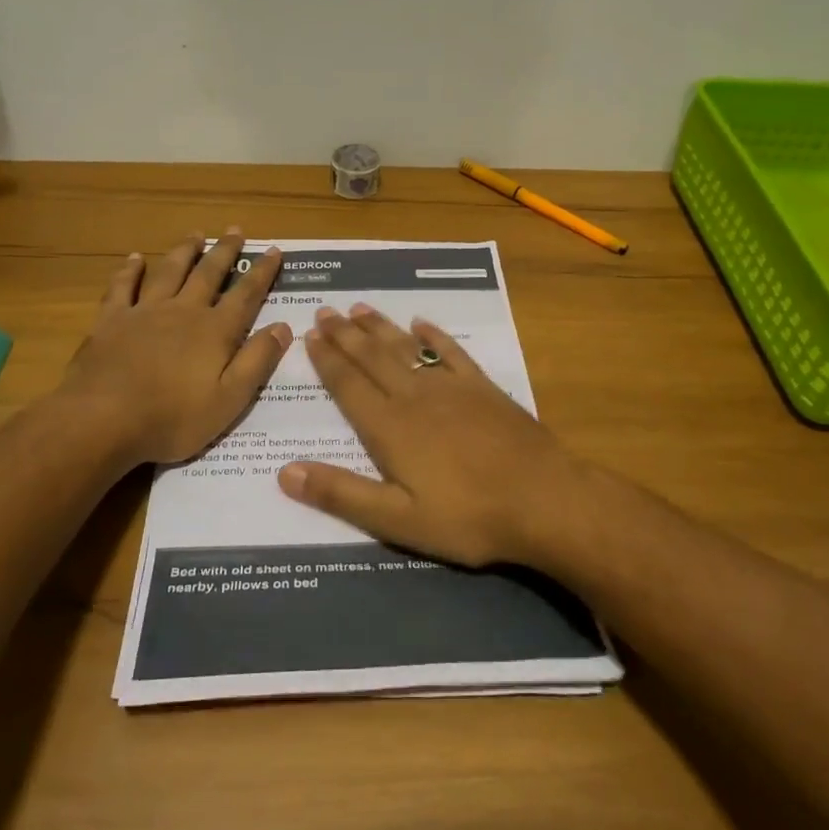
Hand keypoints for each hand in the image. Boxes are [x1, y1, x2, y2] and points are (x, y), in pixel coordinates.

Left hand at [55, 233, 291, 466]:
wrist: (102, 420)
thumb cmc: (172, 418)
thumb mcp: (229, 400)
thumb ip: (257, 361)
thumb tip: (283, 327)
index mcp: (215, 331)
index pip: (246, 295)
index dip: (262, 272)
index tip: (273, 250)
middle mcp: (183, 311)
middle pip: (208, 274)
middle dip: (225, 252)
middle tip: (235, 230)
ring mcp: (144, 312)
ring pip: (170, 271)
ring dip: (184, 251)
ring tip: (196, 234)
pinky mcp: (111, 320)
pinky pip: (122, 287)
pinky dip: (130, 270)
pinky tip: (135, 258)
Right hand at [277, 305, 588, 566]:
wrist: (543, 499)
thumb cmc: (467, 517)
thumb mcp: (397, 521)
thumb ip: (341, 495)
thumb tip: (285, 472)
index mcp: (389, 428)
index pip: (348, 386)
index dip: (326, 360)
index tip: (309, 335)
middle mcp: (414, 397)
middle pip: (372, 358)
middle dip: (345, 335)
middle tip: (324, 311)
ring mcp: (451, 388)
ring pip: (406, 348)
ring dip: (380, 328)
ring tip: (358, 308)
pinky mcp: (483, 388)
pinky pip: (452, 352)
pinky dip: (434, 335)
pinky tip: (421, 323)